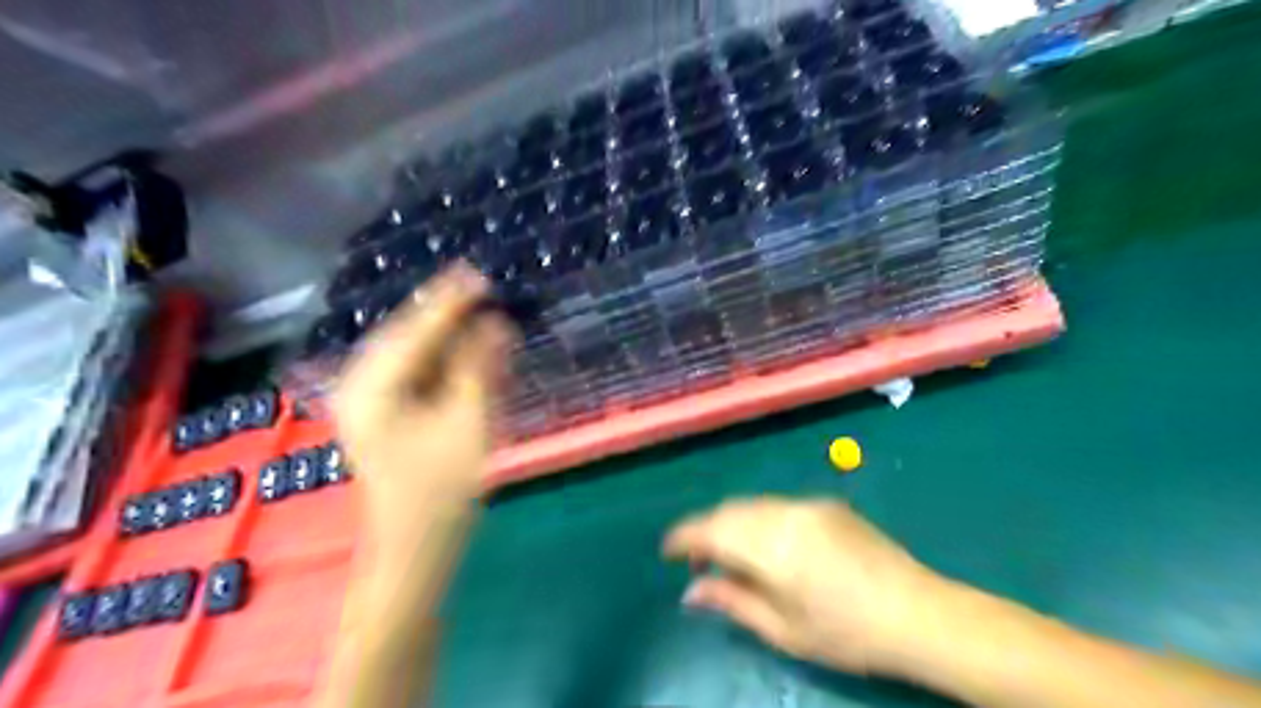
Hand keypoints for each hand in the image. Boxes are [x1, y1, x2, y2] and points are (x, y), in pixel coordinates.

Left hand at [335, 262, 516, 555]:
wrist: (414, 551)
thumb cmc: (441, 492)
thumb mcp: (469, 424)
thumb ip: (480, 369)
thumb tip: (496, 323)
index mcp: (372, 388)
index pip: (416, 330)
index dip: (451, 302)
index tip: (481, 273)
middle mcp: (360, 387)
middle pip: (405, 335)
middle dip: (444, 312)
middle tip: (480, 285)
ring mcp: (368, 403)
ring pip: (409, 353)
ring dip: (444, 333)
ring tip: (475, 309)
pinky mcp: (382, 416)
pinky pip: (413, 374)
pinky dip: (440, 359)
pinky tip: (464, 349)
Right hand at [665, 494, 950, 678]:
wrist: (918, 613)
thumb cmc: (847, 634)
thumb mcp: (784, 630)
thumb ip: (732, 602)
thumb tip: (690, 590)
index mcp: (772, 547)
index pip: (712, 530)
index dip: (683, 536)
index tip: (666, 550)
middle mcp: (785, 514)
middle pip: (729, 511)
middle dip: (706, 530)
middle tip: (698, 562)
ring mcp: (808, 504)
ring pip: (751, 504)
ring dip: (731, 522)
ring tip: (729, 555)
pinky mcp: (826, 503)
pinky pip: (776, 505)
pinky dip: (757, 519)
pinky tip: (766, 545)